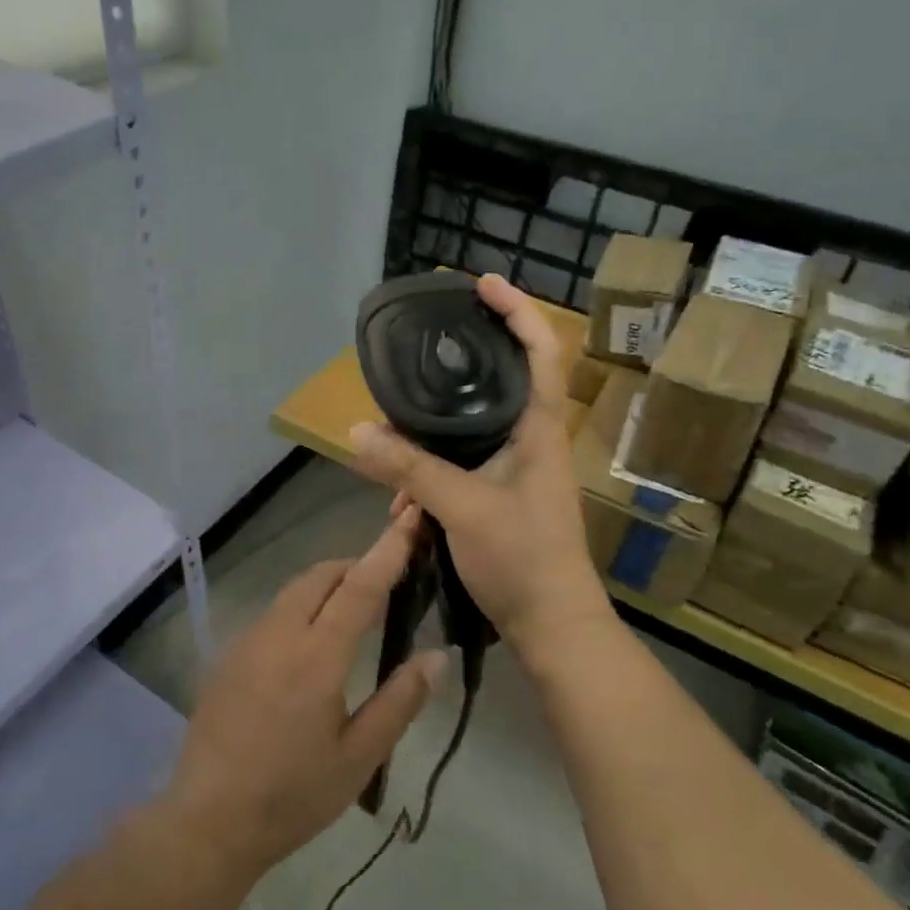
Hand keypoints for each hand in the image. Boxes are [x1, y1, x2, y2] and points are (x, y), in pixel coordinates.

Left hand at [160, 510, 448, 880]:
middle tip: (384, 584)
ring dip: (326, 586)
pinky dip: (300, 608)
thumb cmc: (293, 794)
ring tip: (351, 612)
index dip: (388, 549)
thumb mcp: (359, 757)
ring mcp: (248, 641)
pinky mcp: (229, 656)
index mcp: (318, 655)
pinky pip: (273, 613)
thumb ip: (400, 701)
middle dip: (355, 565)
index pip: (361, 586)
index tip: (409, 519)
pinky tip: (307, 647)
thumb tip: (436, 656)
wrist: (208, 820)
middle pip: (322, 575)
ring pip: (294, 591)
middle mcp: (280, 634)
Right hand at [348, 274, 612, 666]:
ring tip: (392, 446)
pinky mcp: (501, 496)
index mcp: (538, 429)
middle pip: (501, 380)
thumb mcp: (462, 506)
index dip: (518, 309)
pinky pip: (462, 466)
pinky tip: (400, 500)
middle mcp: (531, 440)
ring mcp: (517, 470)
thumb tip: (356, 430)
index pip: (541, 351)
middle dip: (462, 364)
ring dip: (432, 436)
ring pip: (472, 430)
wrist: (554, 627)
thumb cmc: (523, 558)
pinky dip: (431, 473)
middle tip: (421, 347)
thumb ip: (411, 468)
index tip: (483, 282)